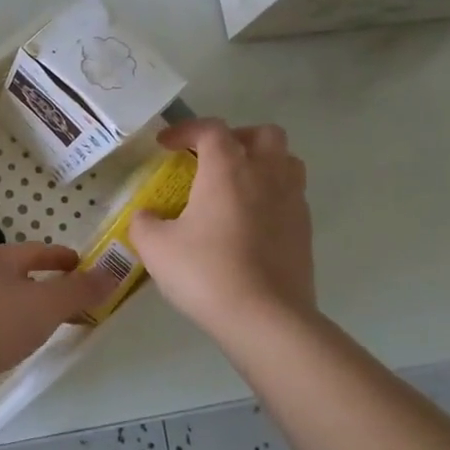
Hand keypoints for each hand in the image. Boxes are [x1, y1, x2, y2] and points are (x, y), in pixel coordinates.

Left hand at [0, 243, 118, 397]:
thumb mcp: (47, 303)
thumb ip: (80, 290)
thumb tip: (112, 274)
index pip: (38, 250)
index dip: (63, 258)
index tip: (83, 266)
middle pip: (21, 274)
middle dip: (48, 285)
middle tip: (75, 299)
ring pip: (7, 299)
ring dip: (30, 308)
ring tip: (52, 324)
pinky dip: (14, 327)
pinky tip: (20, 343)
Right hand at [128, 120, 315, 336]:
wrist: (265, 319)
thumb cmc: (206, 272)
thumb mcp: (155, 247)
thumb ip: (145, 223)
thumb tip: (147, 216)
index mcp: (227, 169)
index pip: (210, 129)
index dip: (186, 130)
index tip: (165, 146)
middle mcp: (265, 175)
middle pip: (262, 134)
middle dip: (235, 138)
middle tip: (211, 159)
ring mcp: (292, 202)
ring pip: (286, 161)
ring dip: (261, 163)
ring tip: (234, 186)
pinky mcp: (304, 231)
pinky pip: (291, 196)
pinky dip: (270, 196)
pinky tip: (248, 222)